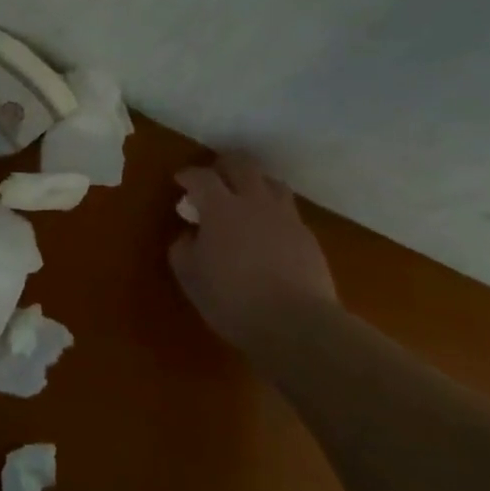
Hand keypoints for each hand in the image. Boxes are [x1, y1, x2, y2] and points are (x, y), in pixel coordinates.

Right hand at [169, 154, 337, 347]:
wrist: (296, 324)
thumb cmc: (232, 298)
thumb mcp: (190, 276)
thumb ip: (183, 248)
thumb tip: (190, 235)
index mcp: (221, 207)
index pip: (202, 177)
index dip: (189, 175)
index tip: (181, 181)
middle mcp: (255, 202)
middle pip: (242, 166)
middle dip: (225, 166)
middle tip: (214, 176)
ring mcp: (286, 218)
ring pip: (272, 183)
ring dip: (255, 183)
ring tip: (245, 198)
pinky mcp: (308, 238)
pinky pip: (288, 212)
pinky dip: (273, 212)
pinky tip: (267, 232)